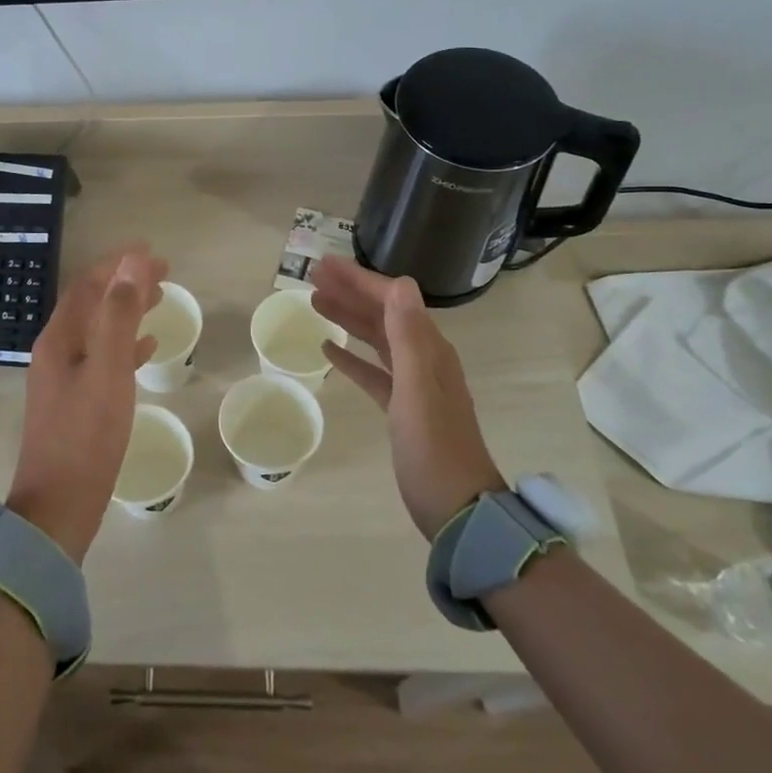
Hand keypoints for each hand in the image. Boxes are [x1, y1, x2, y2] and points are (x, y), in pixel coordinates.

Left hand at [9, 243, 167, 562]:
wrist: (58, 506)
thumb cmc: (86, 436)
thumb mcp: (108, 370)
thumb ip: (119, 315)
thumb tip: (131, 263)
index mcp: (60, 339)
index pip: (89, 285)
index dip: (118, 264)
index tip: (150, 250)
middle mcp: (57, 351)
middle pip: (92, 303)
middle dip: (124, 283)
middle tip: (163, 271)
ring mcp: (64, 377)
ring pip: (99, 329)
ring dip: (126, 310)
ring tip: (157, 300)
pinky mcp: (75, 401)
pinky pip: (103, 358)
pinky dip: (125, 344)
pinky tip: (146, 347)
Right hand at [312, 257, 504, 538]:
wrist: (458, 508)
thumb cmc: (434, 448)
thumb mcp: (417, 389)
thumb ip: (408, 337)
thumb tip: (401, 284)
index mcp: (428, 349)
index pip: (392, 299)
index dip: (359, 279)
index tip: (325, 264)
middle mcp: (423, 358)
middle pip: (382, 313)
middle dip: (350, 291)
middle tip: (313, 275)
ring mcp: (413, 384)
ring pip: (376, 338)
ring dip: (348, 317)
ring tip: (315, 302)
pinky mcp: (402, 408)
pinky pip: (373, 371)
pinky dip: (352, 357)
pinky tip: (329, 349)